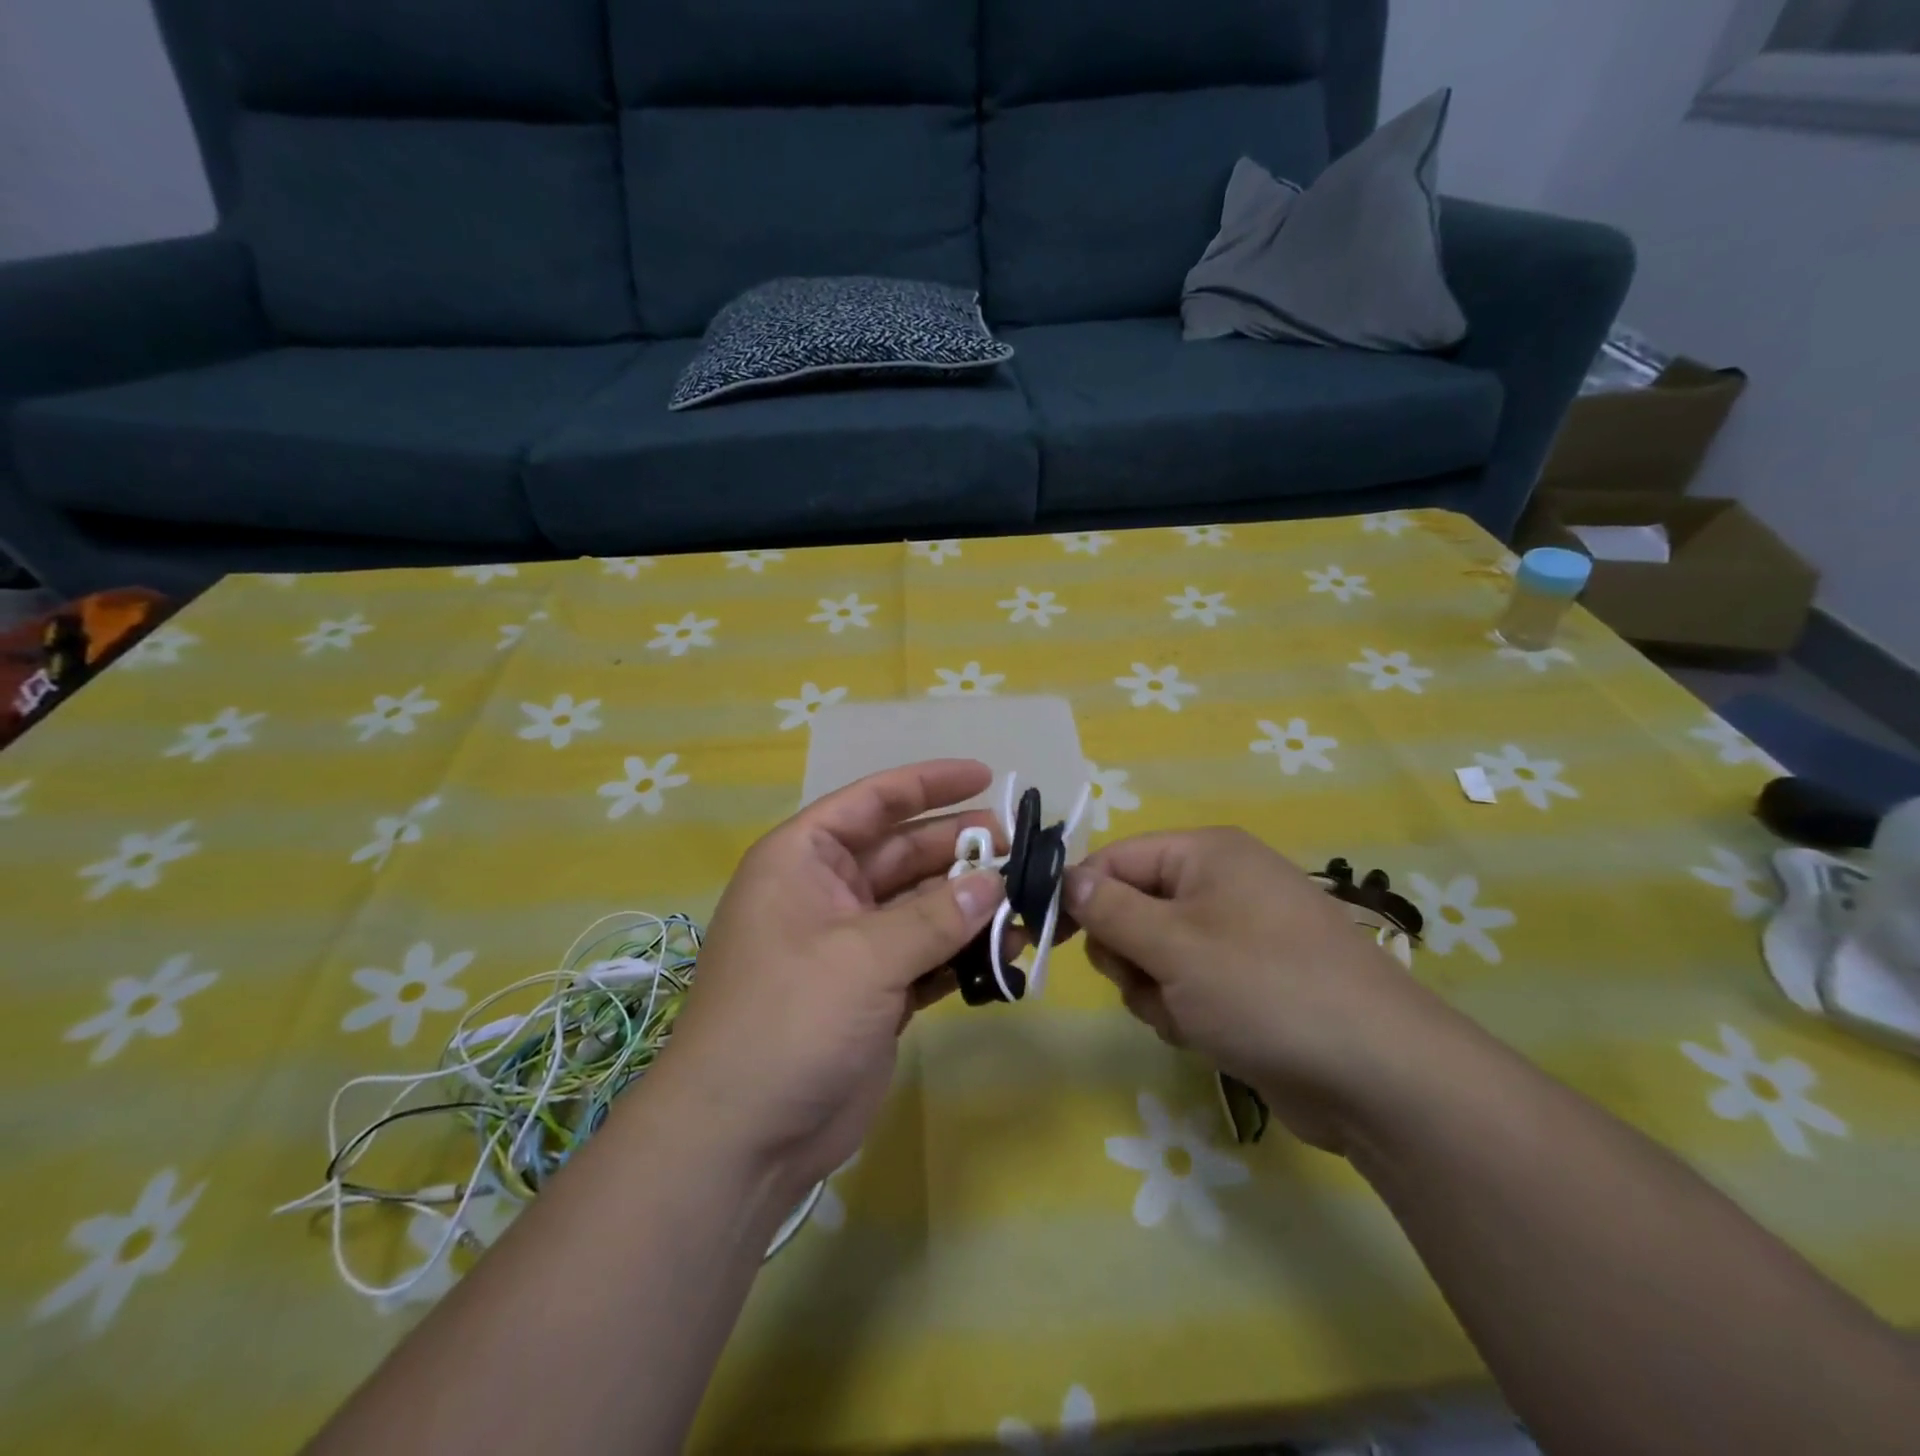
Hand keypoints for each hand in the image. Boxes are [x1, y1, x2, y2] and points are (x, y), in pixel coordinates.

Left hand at [653, 760, 1003, 1193]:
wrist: (743, 1139)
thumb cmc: (788, 1020)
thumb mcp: (862, 956)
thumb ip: (933, 916)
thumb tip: (994, 883)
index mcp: (803, 860)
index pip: (872, 801)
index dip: (927, 783)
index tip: (985, 776)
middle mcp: (828, 893)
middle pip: (904, 853)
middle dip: (960, 848)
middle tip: (1020, 851)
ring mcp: (852, 945)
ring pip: (922, 906)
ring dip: (969, 904)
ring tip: (1026, 904)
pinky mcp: (874, 992)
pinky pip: (927, 955)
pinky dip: (962, 952)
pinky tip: (1007, 952)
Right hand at [1063, 829, 1443, 1151]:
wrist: (1380, 1077)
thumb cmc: (1264, 989)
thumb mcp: (1172, 945)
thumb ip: (1109, 909)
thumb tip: (1067, 877)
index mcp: (1206, 854)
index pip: (1116, 858)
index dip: (1081, 895)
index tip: (1053, 937)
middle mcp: (1221, 884)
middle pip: (1132, 908)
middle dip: (1127, 952)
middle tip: (1146, 980)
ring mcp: (1237, 935)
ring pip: (1153, 954)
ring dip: (1154, 989)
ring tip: (1187, 1015)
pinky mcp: (1248, 983)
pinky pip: (1184, 985)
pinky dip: (1182, 1011)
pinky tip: (1208, 1034)